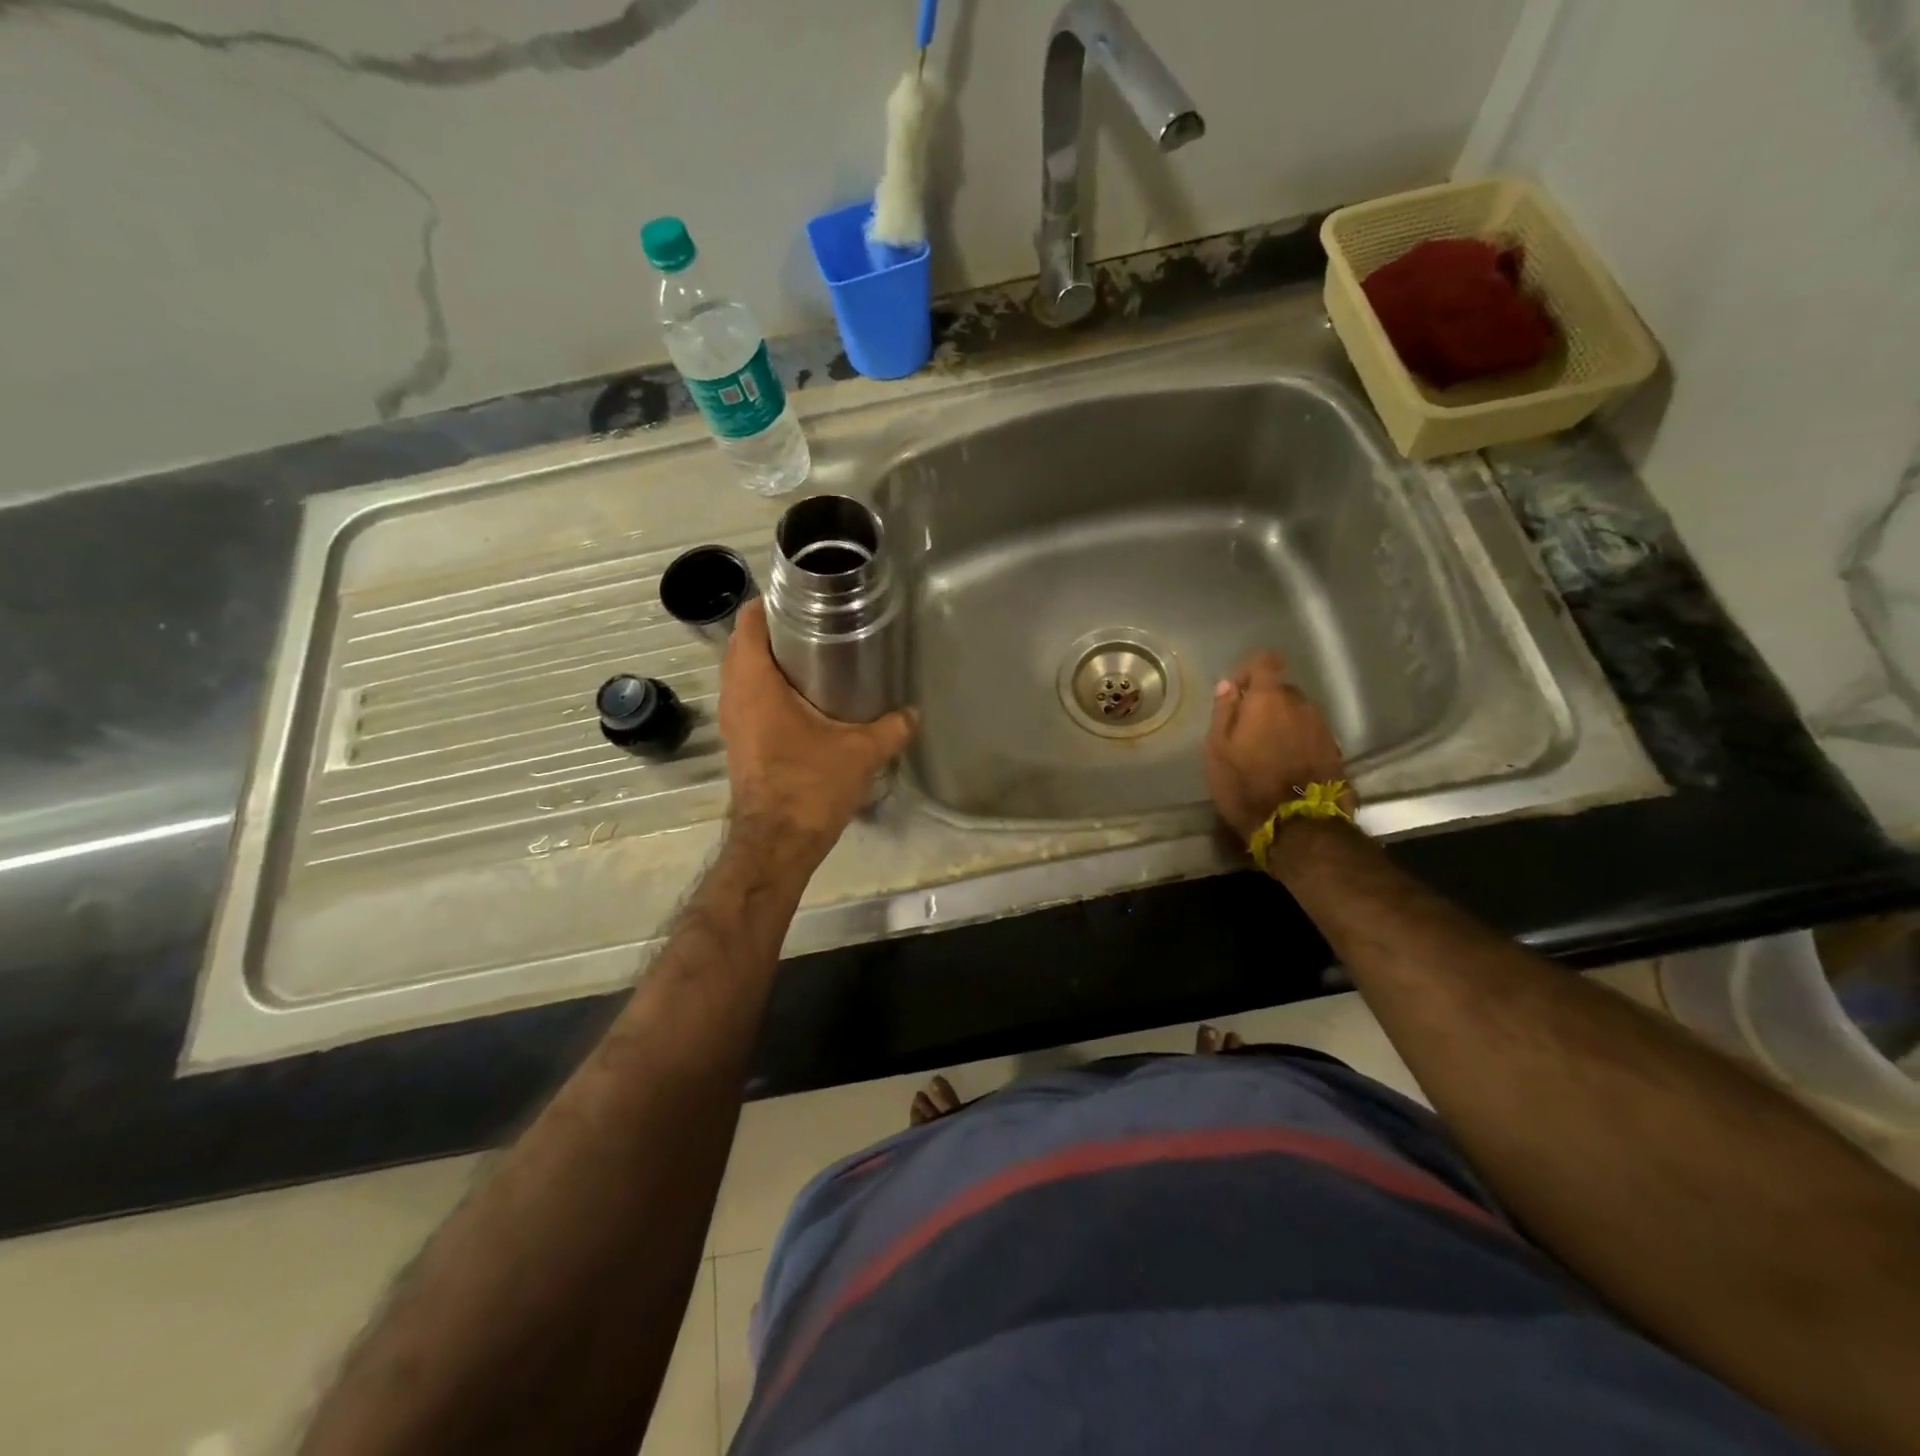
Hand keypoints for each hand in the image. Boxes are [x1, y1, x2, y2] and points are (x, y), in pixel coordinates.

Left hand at [718, 600, 914, 857]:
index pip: (748, 623)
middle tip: (816, 623)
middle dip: (774, 630)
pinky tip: (804, 697)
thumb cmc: (810, 786)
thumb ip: (891, 728)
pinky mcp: (739, 741)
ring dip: (769, 660)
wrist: (777, 842)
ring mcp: (732, 720)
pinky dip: (767, 687)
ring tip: (813, 655)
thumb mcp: (861, 752)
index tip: (801, 597)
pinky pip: (747, 698)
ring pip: (743, 674)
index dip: (769, 603)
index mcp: (755, 683)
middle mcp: (734, 695)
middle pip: (743, 645)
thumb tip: (913, 712)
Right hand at [1203, 651, 1352, 843]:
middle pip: (1282, 690)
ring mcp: (1323, 728)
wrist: (1298, 826)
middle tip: (1247, 732)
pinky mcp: (1336, 751)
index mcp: (1269, 699)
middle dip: (1265, 703)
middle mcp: (1301, 705)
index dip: (1250, 670)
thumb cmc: (1246, 786)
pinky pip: (1311, 735)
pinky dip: (1299, 743)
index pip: (1266, 661)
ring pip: (1299, 714)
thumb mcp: (1217, 751)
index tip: (1237, 692)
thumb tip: (1228, 685)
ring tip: (1268, 753)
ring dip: (1283, 725)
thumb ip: (1223, 712)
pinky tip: (1287, 767)